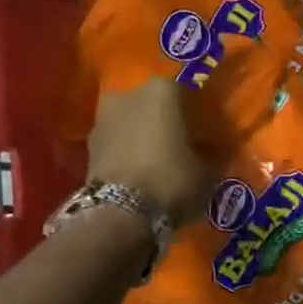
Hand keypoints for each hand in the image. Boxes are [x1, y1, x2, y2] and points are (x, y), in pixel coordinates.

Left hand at [88, 79, 210, 223]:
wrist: (120, 214)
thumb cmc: (170, 180)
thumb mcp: (207, 171)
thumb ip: (212, 154)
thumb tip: (214, 151)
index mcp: (162, 90)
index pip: (187, 91)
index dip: (197, 110)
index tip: (205, 128)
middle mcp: (129, 93)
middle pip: (154, 102)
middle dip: (166, 119)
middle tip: (181, 141)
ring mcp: (104, 116)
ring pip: (132, 120)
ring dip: (143, 133)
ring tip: (158, 157)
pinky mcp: (88, 143)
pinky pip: (117, 140)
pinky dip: (127, 149)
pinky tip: (139, 168)